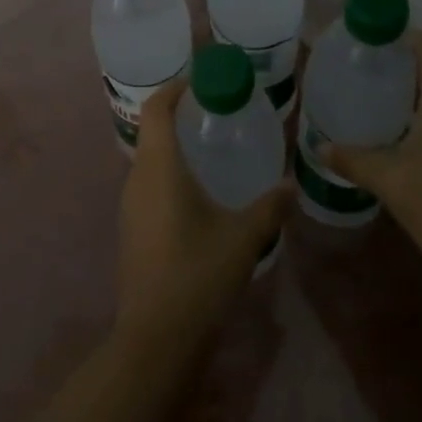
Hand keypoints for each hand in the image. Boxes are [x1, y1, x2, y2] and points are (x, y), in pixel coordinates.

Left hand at [116, 79, 290, 353]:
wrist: (155, 339)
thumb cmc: (198, 276)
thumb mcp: (243, 238)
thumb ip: (270, 208)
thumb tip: (292, 185)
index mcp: (159, 167)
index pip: (157, 108)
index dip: (176, 88)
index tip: (203, 81)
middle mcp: (137, 177)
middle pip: (152, 130)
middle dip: (180, 116)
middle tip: (217, 113)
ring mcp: (129, 205)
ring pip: (149, 159)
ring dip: (175, 146)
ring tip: (211, 149)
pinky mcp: (131, 228)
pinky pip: (148, 184)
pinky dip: (170, 173)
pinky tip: (198, 193)